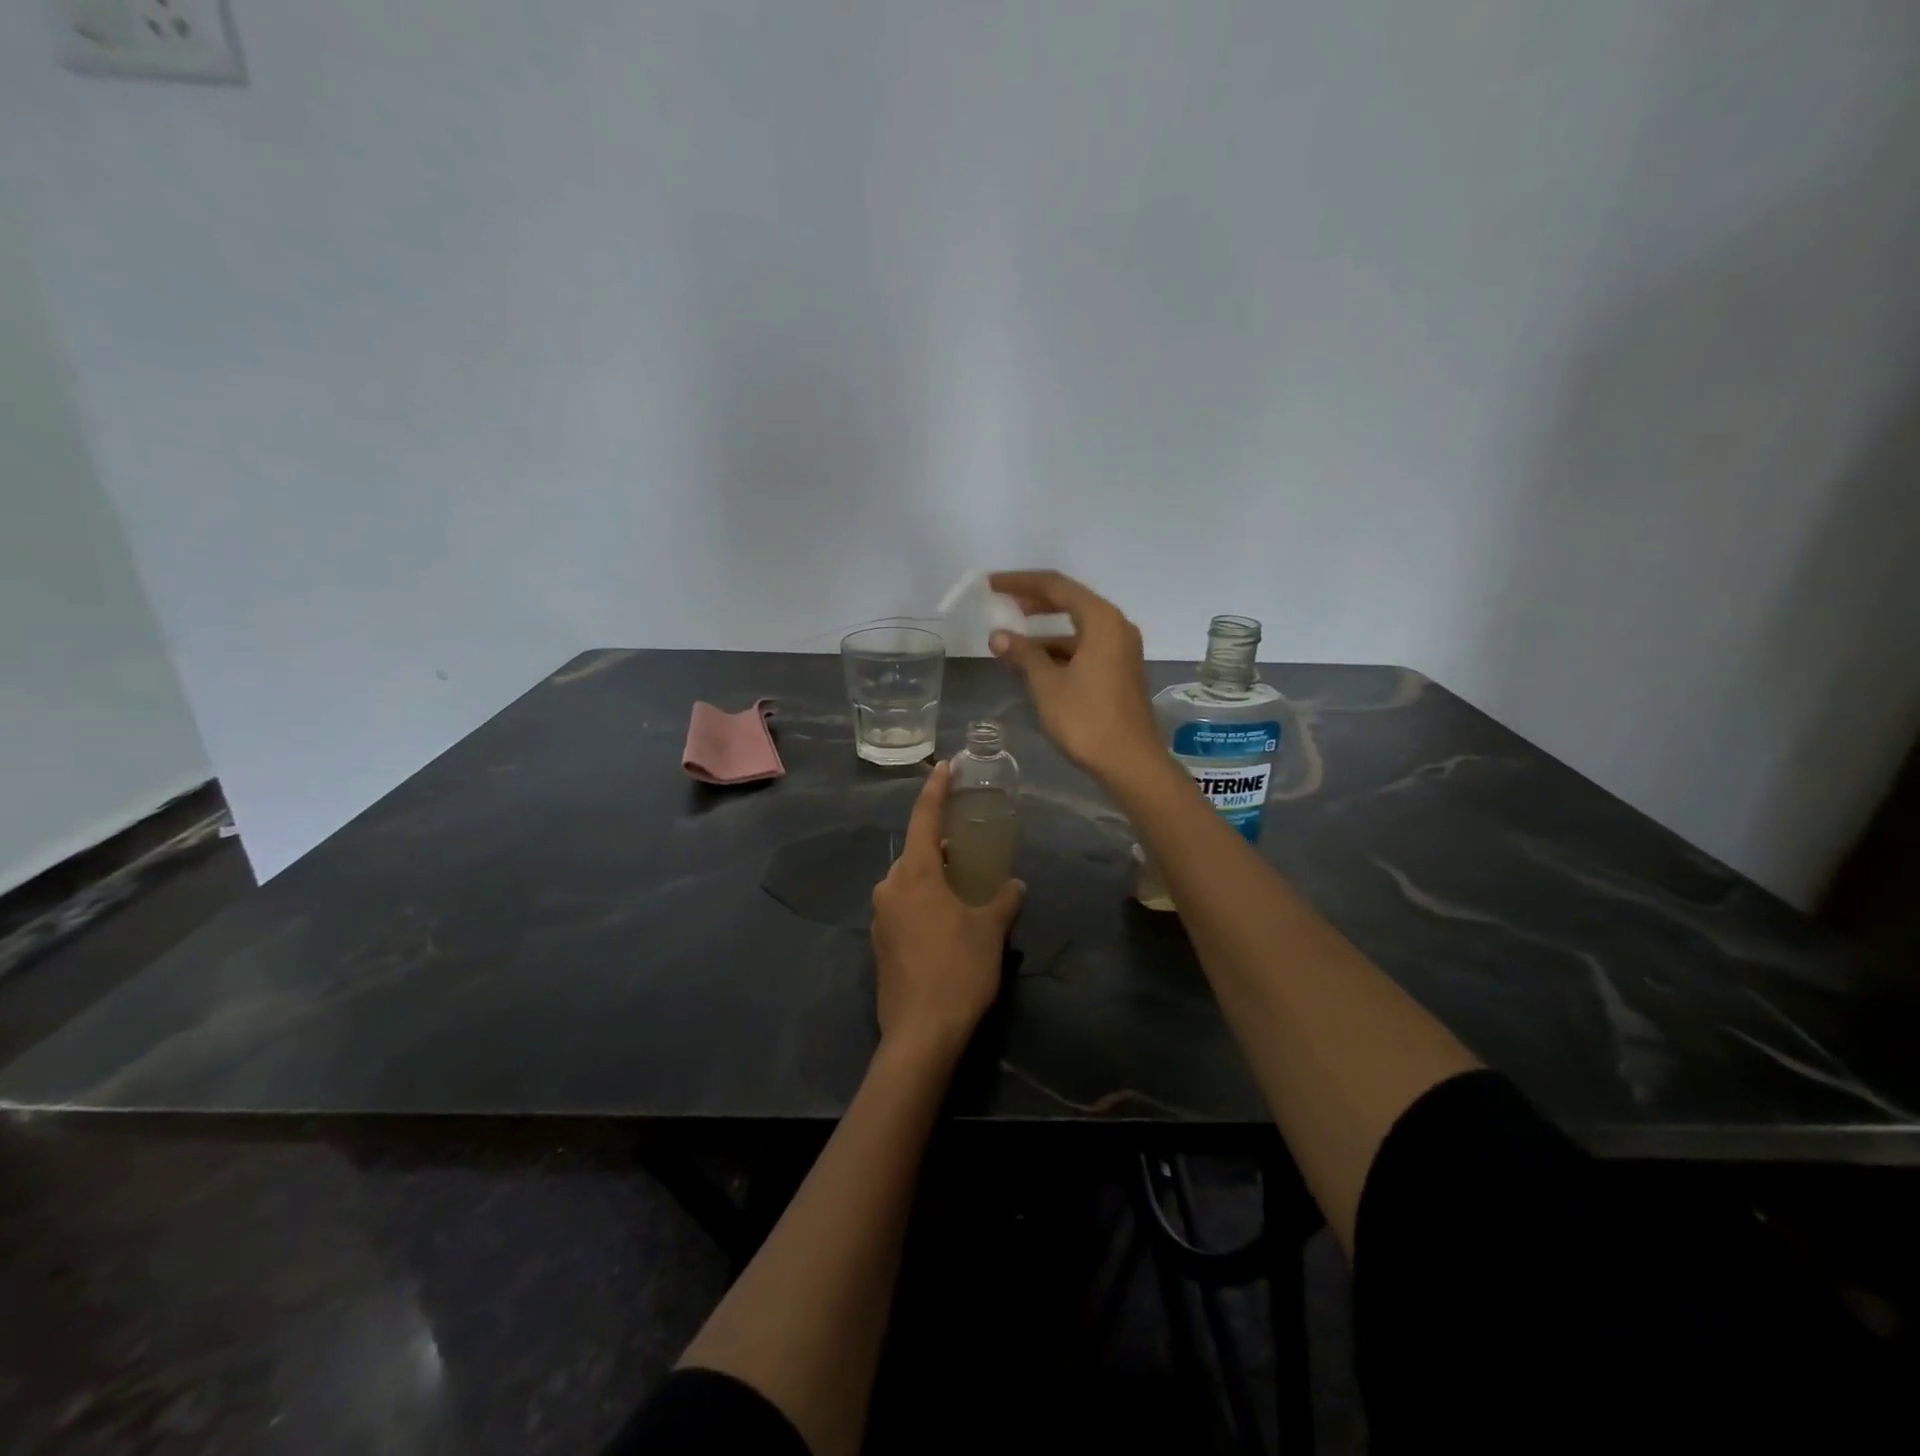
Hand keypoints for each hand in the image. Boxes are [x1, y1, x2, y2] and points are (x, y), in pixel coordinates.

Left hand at [870, 762, 1024, 1060]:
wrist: (920, 1034)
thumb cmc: (958, 971)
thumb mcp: (990, 931)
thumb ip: (1003, 900)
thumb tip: (1015, 885)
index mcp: (914, 874)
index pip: (923, 818)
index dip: (936, 790)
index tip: (946, 767)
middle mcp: (889, 887)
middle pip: (915, 851)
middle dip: (940, 842)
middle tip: (970, 842)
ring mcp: (880, 917)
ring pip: (909, 881)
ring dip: (933, 874)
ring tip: (964, 882)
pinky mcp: (879, 943)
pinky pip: (903, 906)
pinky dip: (924, 900)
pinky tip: (948, 918)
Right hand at [987, 569, 1162, 787]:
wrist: (1130, 762)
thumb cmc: (1087, 719)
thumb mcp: (1048, 684)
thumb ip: (1023, 654)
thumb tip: (998, 636)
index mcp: (1101, 619)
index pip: (1055, 585)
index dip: (1019, 582)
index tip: (989, 585)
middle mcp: (1115, 626)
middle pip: (1068, 601)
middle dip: (1032, 602)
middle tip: (999, 604)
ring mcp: (1120, 649)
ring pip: (1075, 628)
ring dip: (1043, 631)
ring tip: (1008, 639)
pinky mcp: (1119, 670)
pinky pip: (1083, 646)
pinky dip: (1058, 649)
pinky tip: (1033, 662)